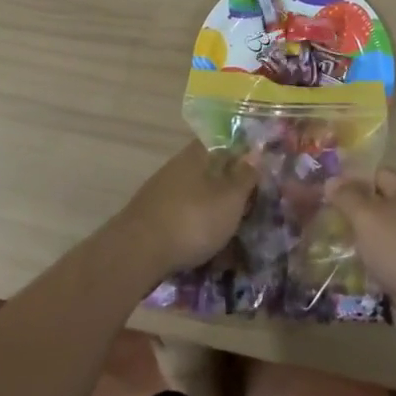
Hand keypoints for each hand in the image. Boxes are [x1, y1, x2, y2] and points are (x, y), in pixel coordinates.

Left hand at [118, 142, 259, 272]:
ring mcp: (160, 193)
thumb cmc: (192, 219)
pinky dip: (196, 227)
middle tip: (250, 204)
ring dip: (212, 209)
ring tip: (232, 231)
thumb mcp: (230, 198)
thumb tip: (255, 153)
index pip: (221, 142)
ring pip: (195, 195)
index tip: (257, 168)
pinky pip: (182, 216)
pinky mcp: (151, 219)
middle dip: (228, 185)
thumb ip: (244, 176)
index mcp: (195, 156)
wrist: (137, 253)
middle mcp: (176, 168)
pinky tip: (207, 246)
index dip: (240, 152)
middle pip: (208, 170)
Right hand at [328, 169, 395, 341]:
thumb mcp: (368, 219)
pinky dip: (382, 267)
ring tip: (338, 254)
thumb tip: (332, 180)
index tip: (325, 198)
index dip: (349, 183)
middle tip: (326, 228)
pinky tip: (362, 279)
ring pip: (389, 236)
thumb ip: (348, 198)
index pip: (374, 174)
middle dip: (356, 217)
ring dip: (368, 245)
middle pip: (381, 206)